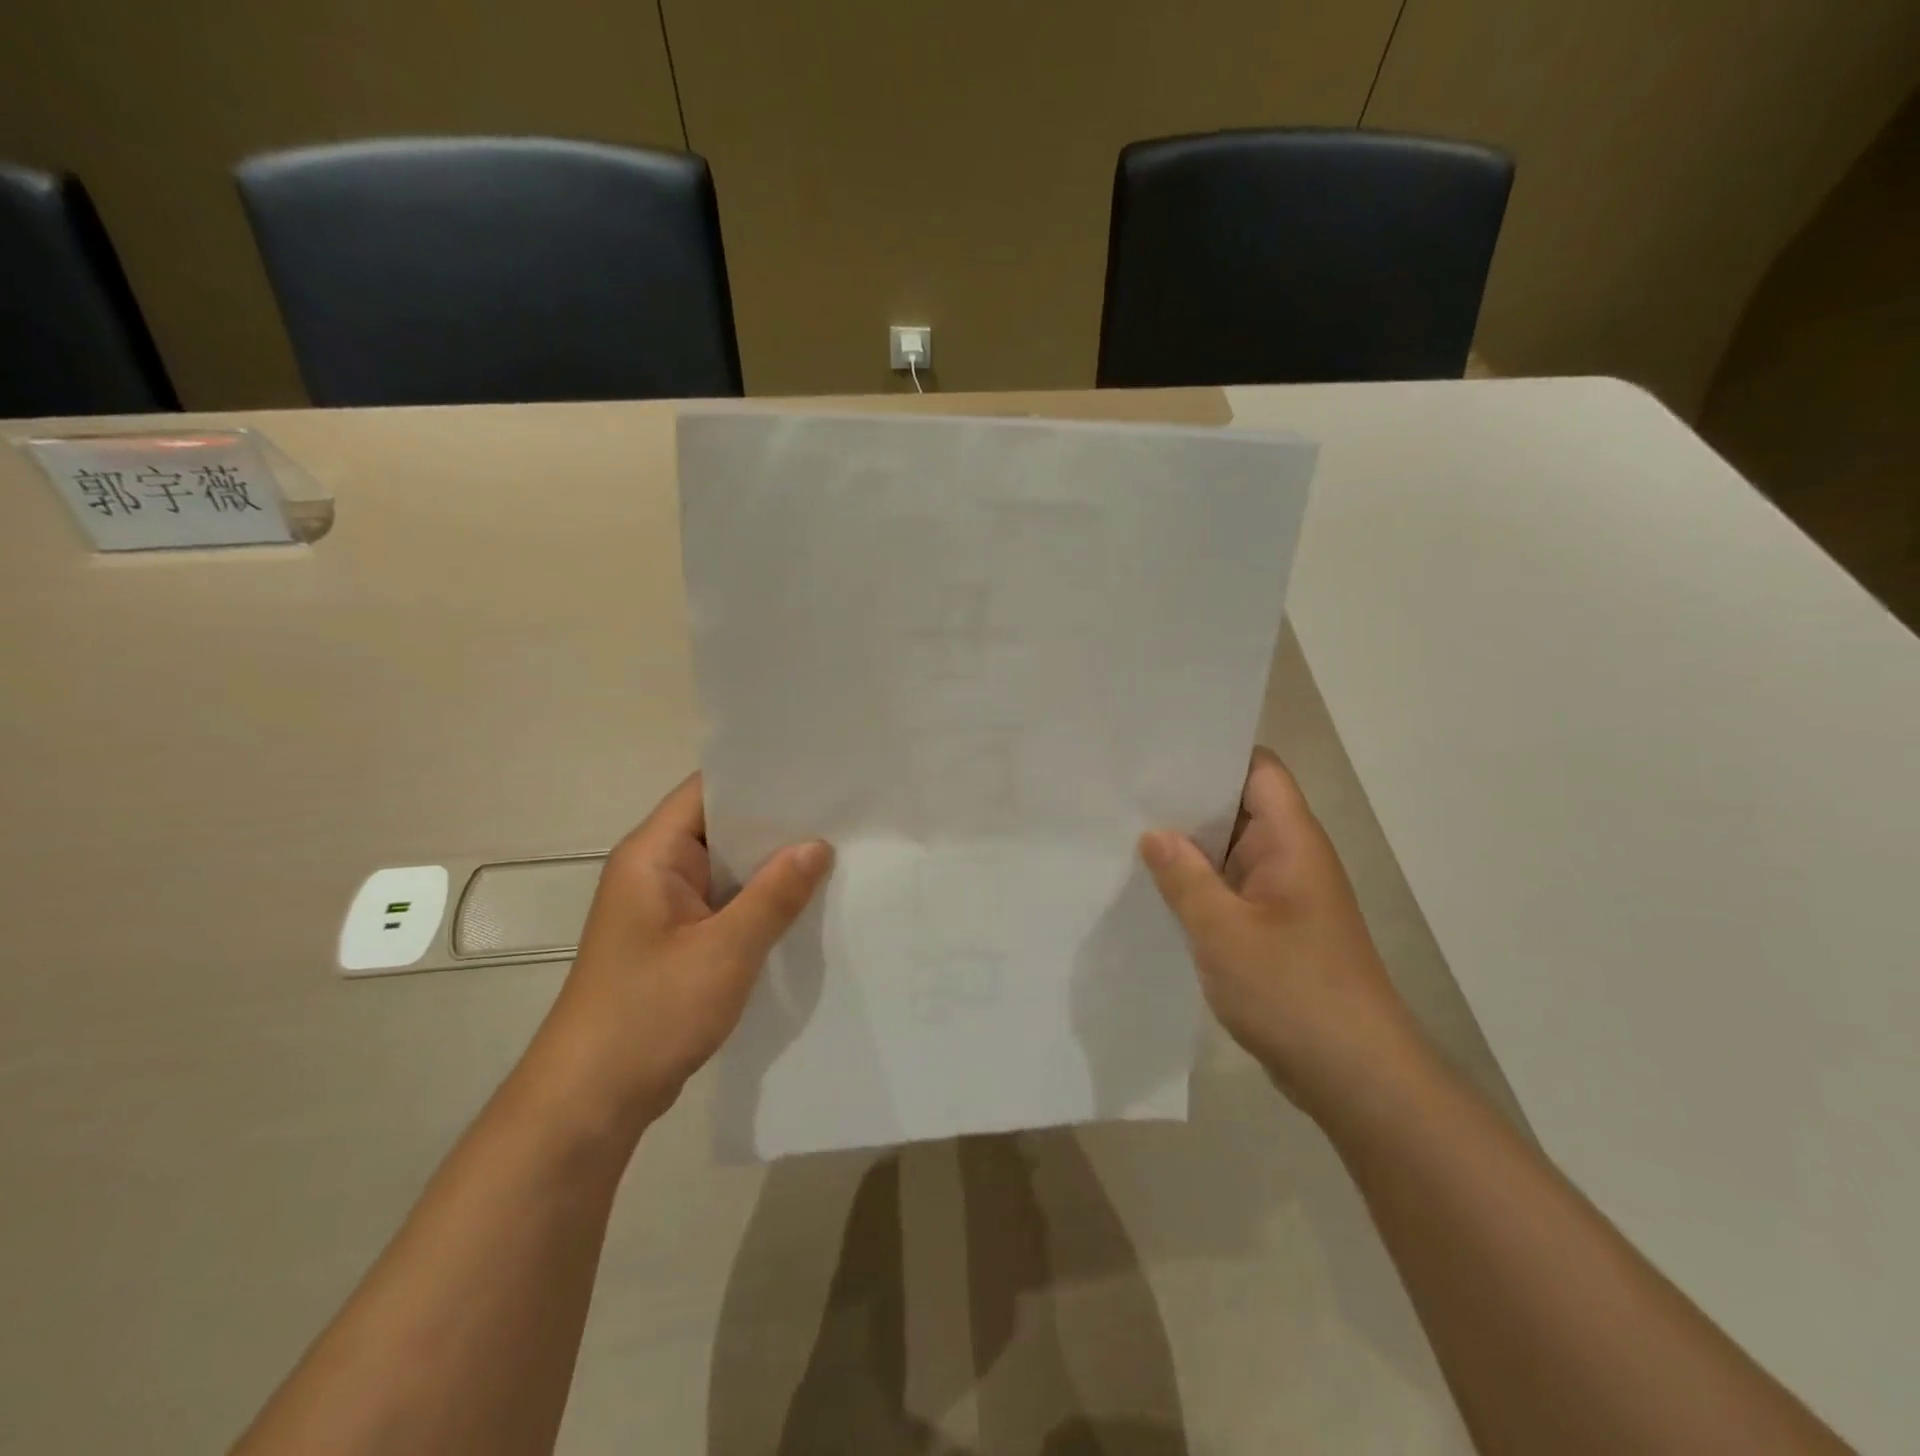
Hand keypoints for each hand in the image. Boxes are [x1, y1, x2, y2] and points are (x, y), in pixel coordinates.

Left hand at [523, 774, 831, 1141]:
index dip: (760, 778)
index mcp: (652, 855)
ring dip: (771, 864)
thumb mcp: (725, 951)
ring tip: (835, 850)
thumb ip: (774, 895)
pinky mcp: (676, 939)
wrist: (591, 1101)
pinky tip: (804, 902)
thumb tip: (817, 845)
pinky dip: (760, 899)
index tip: (815, 776)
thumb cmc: (650, 1013)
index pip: (708, 791)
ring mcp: (665, 907)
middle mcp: (655, 870)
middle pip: (721, 826)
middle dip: (776, 822)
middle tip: (840, 813)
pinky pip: (725, 903)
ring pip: (726, 868)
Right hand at [1140, 748, 1421, 1118]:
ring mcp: (1282, 894)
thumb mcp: (1223, 931)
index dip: (1213, 753)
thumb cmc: (1293, 991)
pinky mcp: (1273, 927)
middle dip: (1186, 800)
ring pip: (1230, 850)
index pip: (1257, 770)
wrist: (1355, 1076)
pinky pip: (1229, 887)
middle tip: (1125, 790)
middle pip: (1238, 805)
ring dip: (1188, 845)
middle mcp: (1290, 857)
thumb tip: (1154, 833)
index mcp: (1291, 841)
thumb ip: (1184, 877)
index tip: (1158, 752)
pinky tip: (1154, 888)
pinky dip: (1197, 882)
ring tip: (1126, 831)